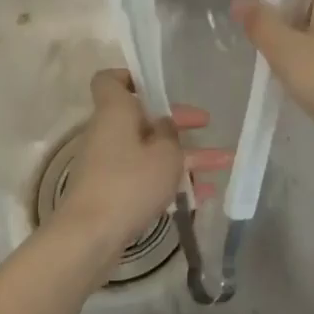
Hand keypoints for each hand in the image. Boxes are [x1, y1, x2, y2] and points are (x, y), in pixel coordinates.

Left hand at [58, 69, 231, 255]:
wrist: (90, 235)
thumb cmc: (129, 182)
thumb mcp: (165, 154)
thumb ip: (171, 133)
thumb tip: (164, 125)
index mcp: (115, 111)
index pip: (110, 80)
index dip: (132, 77)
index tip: (158, 86)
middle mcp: (108, 132)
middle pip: (142, 117)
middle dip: (177, 121)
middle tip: (206, 124)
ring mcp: (108, 163)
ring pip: (149, 150)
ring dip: (184, 156)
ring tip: (223, 163)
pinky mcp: (112, 191)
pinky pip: (146, 176)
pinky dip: (172, 180)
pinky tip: (204, 195)